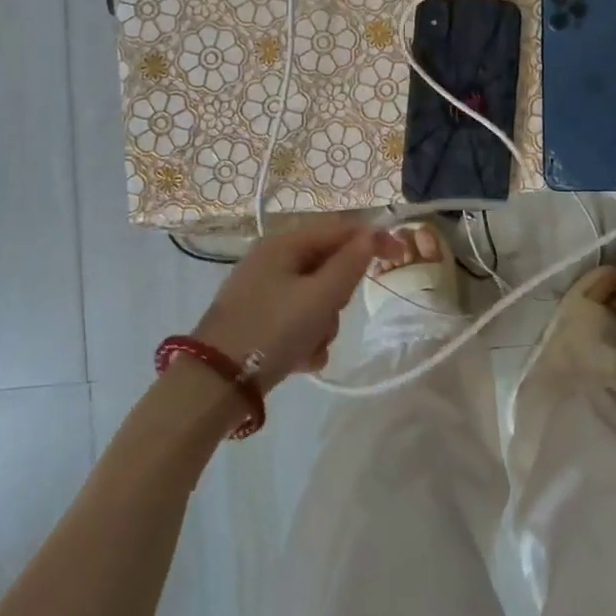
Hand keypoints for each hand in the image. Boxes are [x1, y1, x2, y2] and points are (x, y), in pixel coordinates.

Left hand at [189, 218, 397, 387]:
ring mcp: (264, 291)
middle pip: (330, 266)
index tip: (402, 256)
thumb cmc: (271, 331)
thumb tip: (372, 234)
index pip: (341, 230)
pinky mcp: (259, 320)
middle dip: (338, 295)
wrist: (214, 385)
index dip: (373, 239)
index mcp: (284, 244)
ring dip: (323, 323)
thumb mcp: (320, 297)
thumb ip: (350, 264)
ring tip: (311, 344)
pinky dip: (306, 338)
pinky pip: (299, 319)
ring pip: (317, 298)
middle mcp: (273, 261)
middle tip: (331, 313)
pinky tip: (299, 360)